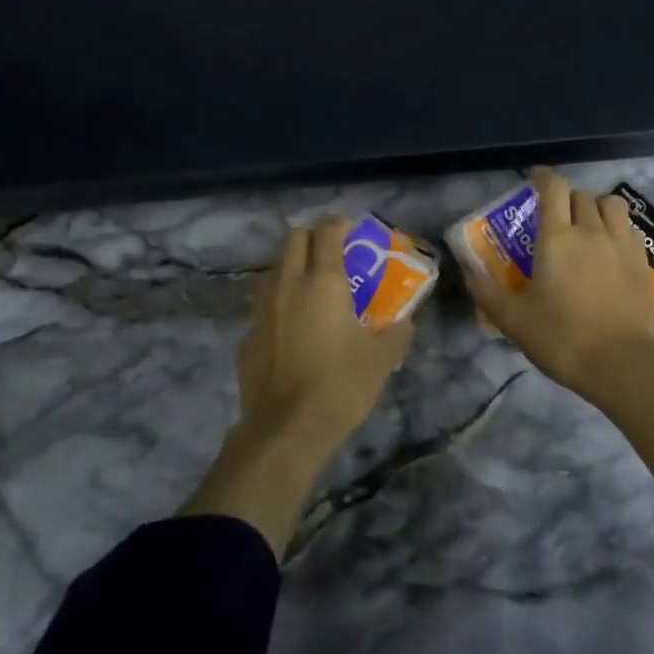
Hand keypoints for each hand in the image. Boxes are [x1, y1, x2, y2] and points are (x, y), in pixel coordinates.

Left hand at [184, 218, 415, 553]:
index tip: (353, 229)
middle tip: (333, 253)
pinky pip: (264, 303)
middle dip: (313, 237)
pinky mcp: (248, 334)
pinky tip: (292, 327)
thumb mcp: (381, 360)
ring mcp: (262, 308)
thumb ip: (396, 334)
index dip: (340, 223)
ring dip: (292, 266)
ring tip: (311, 287)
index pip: (327, 231)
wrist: (285, 430)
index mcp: (322, 282)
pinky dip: (279, 302)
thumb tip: (405, 323)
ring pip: (274, 268)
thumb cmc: (340, 386)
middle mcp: (287, 284)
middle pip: (293, 238)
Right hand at [461, 168, 653, 400]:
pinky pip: (630, 230)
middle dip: (566, 198)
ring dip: (596, 207)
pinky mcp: (644, 264)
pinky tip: (611, 248)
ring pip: (612, 205)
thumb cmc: (563, 338)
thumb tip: (468, 273)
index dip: (543, 177)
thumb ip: (487, 293)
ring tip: (588, 224)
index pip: (553, 189)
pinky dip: (618, 228)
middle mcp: (591, 232)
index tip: (535, 178)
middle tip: (555, 215)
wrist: (625, 364)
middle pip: (581, 195)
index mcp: (557, 238)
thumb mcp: (514, 321)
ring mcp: (622, 246)